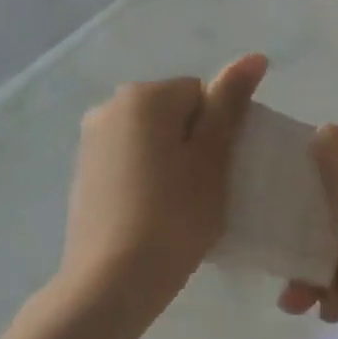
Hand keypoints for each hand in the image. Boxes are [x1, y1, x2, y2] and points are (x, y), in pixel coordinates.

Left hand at [57, 55, 266, 307]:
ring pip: (151, 138)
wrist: (110, 281)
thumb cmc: (173, 217)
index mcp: (144, 96)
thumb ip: (230, 104)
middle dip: (193, 143)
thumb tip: (253, 57)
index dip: (219, 130)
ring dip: (171, 160)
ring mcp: (91, 140)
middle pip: (174, 113)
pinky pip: (129, 160)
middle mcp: (110, 106)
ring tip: (179, 206)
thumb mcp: (212, 159)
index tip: (221, 171)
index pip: (201, 94)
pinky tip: (152, 213)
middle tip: (205, 191)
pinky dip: (146, 177)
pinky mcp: (84, 172)